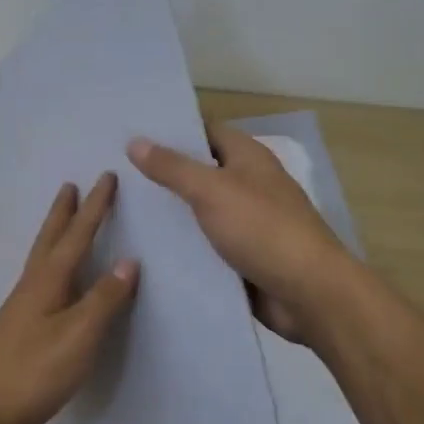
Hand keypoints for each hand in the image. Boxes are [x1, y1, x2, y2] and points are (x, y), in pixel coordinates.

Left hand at [0, 172, 139, 423]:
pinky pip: (38, 279)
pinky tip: (50, 280)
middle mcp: (31, 286)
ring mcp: (19, 308)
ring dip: (54, 234)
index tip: (106, 177)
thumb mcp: (78, 336)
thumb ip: (104, 299)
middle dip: (64, 212)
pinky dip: (50, 263)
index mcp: (48, 282)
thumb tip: (130, 261)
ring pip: (41, 258)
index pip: (77, 236)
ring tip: (62, 220)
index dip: (95, 207)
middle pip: (50, 239)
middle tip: (71, 185)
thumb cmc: (32, 372)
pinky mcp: (15, 328)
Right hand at [127, 125, 351, 342]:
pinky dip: (182, 247)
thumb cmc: (263, 229)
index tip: (131, 133)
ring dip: (169, 213)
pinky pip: (206, 246)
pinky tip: (146, 249)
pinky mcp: (242, 258)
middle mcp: (249, 185)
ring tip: (121, 209)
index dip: (172, 130)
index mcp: (249, 158)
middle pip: (200, 172)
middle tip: (114, 173)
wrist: (308, 293)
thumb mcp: (212, 191)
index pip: (205, 132)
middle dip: (163, 173)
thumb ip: (173, 168)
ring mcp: (246, 223)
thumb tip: (135, 142)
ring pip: (200, 212)